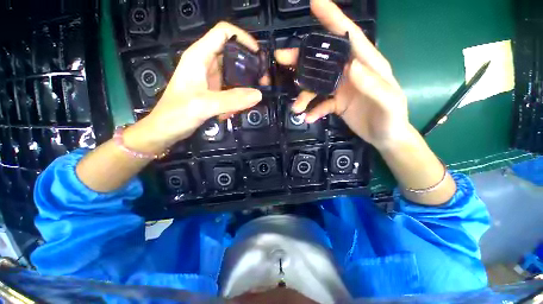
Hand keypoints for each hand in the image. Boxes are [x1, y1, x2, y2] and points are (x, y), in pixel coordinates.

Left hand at [141, 22, 264, 149]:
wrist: (165, 130)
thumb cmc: (177, 114)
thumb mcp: (204, 105)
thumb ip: (231, 100)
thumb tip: (258, 94)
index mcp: (199, 56)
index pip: (224, 33)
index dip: (243, 38)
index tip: (259, 57)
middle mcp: (206, 63)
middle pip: (233, 53)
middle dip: (250, 65)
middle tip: (263, 82)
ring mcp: (210, 78)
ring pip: (234, 72)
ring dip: (246, 83)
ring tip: (255, 96)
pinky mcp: (213, 91)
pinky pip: (231, 88)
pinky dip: (239, 96)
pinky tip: (240, 107)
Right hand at [275, 0, 408, 148]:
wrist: (385, 137)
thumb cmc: (392, 119)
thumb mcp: (388, 101)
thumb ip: (373, 83)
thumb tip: (352, 66)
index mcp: (368, 64)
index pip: (350, 36)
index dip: (333, 18)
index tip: (315, 3)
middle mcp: (352, 72)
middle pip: (324, 60)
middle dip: (303, 58)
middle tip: (281, 58)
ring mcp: (342, 88)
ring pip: (317, 85)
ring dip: (304, 95)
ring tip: (296, 107)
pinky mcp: (336, 103)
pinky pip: (321, 104)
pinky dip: (313, 110)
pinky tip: (309, 118)